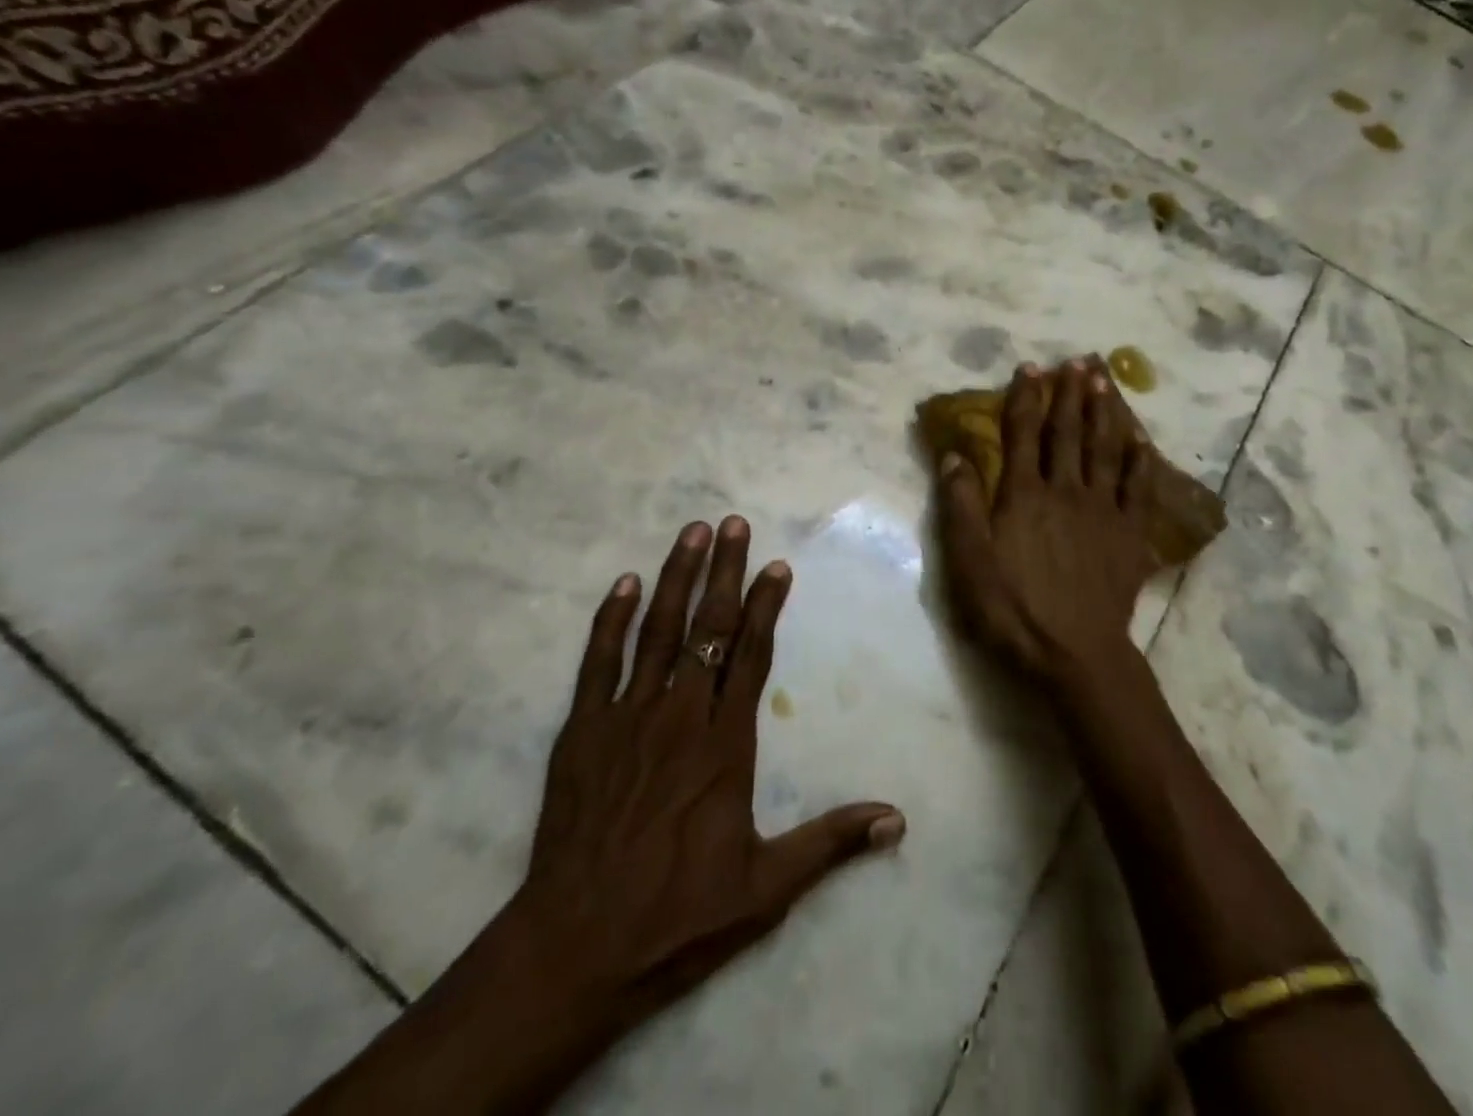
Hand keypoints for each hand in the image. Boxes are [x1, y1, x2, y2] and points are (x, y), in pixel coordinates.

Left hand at [504, 517, 904, 1068]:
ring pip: (657, 633)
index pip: (750, 657)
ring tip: (691, 532)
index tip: (775, 565)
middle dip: (723, 572)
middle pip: (706, 629)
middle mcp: (678, 717)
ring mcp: (626, 719)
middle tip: (732, 523)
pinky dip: (611, 620)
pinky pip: (597, 662)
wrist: (575, 950)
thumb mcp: (767, 889)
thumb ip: (830, 843)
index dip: (764, 607)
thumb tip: (897, 819)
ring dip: (676, 578)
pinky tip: (625, 583)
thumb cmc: (677, 916)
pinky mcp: (582, 732)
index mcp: (723, 746)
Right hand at [936, 359, 1157, 687]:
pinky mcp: (1130, 533)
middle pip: (1067, 432)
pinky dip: (1140, 460)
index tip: (1030, 367)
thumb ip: (960, 505)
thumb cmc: (1013, 608)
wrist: (1075, 653)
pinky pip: (1138, 487)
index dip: (1025, 398)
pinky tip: (1141, 439)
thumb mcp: (968, 561)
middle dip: (1069, 394)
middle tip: (1077, 361)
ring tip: (1104, 381)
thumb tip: (954, 454)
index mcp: (1023, 494)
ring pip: (1104, 449)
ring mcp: (1102, 510)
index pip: (1022, 433)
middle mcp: (1065, 490)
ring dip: (1103, 412)